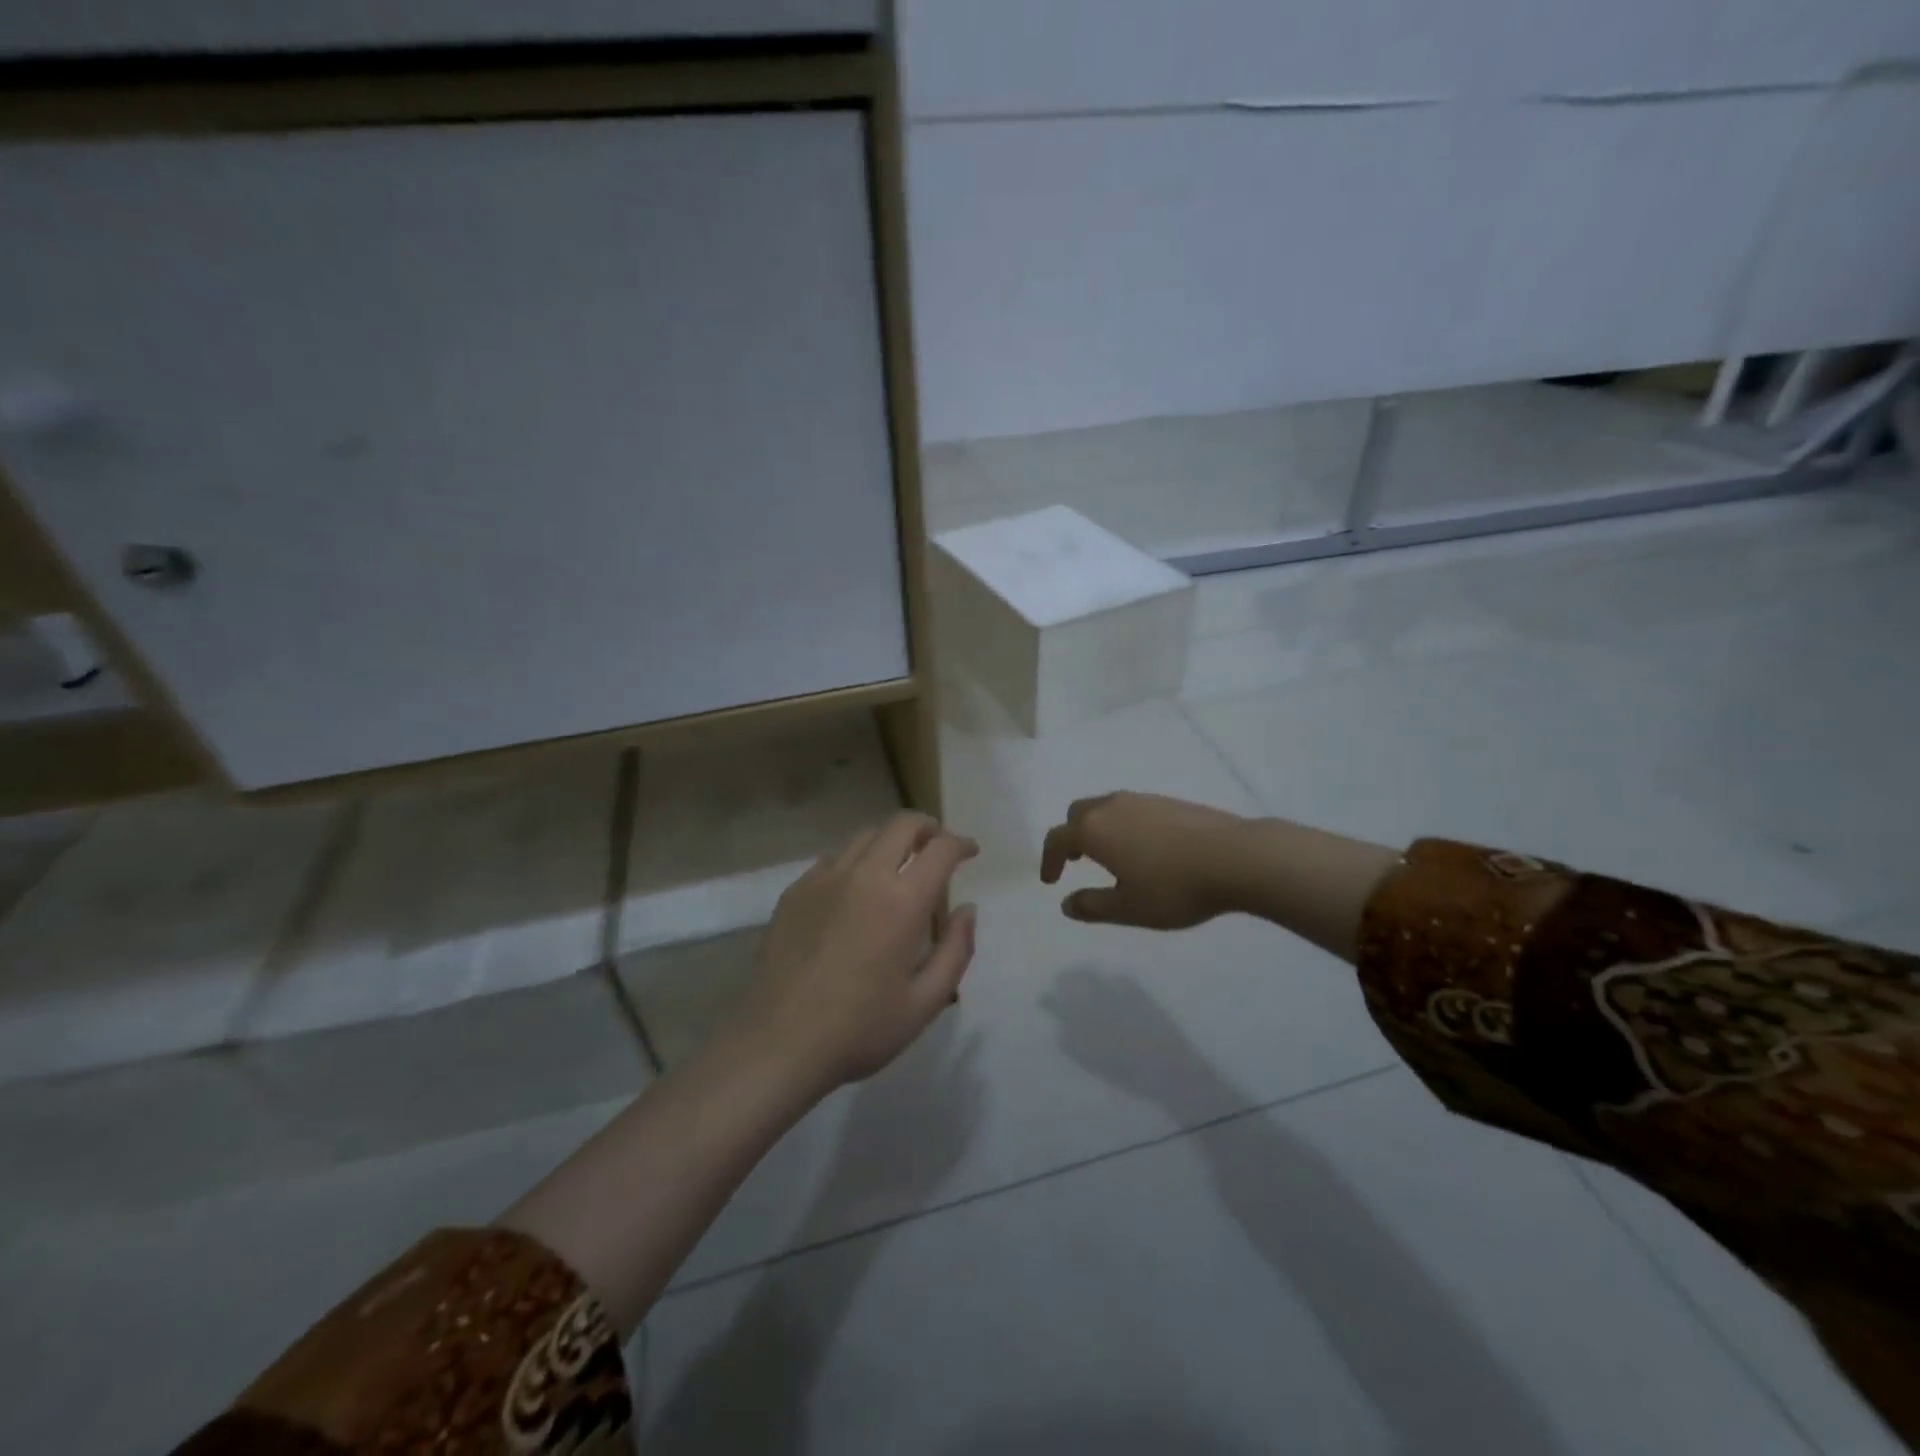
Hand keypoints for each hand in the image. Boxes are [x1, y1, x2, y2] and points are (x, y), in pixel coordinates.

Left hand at [735, 811, 978, 1094]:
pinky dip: (855, 863)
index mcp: (902, 901)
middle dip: (927, 828)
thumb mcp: (925, 1002)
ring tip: (897, 868)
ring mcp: (824, 879)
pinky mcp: (795, 890)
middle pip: (902, 824)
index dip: (961, 843)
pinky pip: (833, 860)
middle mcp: (864, 876)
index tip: (970, 851)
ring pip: (865, 836)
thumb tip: (966, 910)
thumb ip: (956, 950)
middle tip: (936, 848)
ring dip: (890, 842)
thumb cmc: (860, 1028)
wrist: (779, 1043)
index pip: (940, 849)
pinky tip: (854, 893)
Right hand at [1040, 792, 1249, 928]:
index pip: (1057, 838)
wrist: (1236, 857)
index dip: (1049, 860)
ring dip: (1098, 829)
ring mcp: (1143, 799)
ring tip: (1111, 857)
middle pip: (1078, 813)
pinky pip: (1131, 809)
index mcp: (1094, 830)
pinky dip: (1123, 825)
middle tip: (1078, 862)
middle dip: (1071, 836)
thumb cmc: (1174, 887)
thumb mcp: (1128, 908)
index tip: (1051, 881)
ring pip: (1106, 807)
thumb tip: (1067, 903)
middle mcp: (1112, 806)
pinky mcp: (1169, 801)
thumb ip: (1092, 906)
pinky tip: (1145, 850)